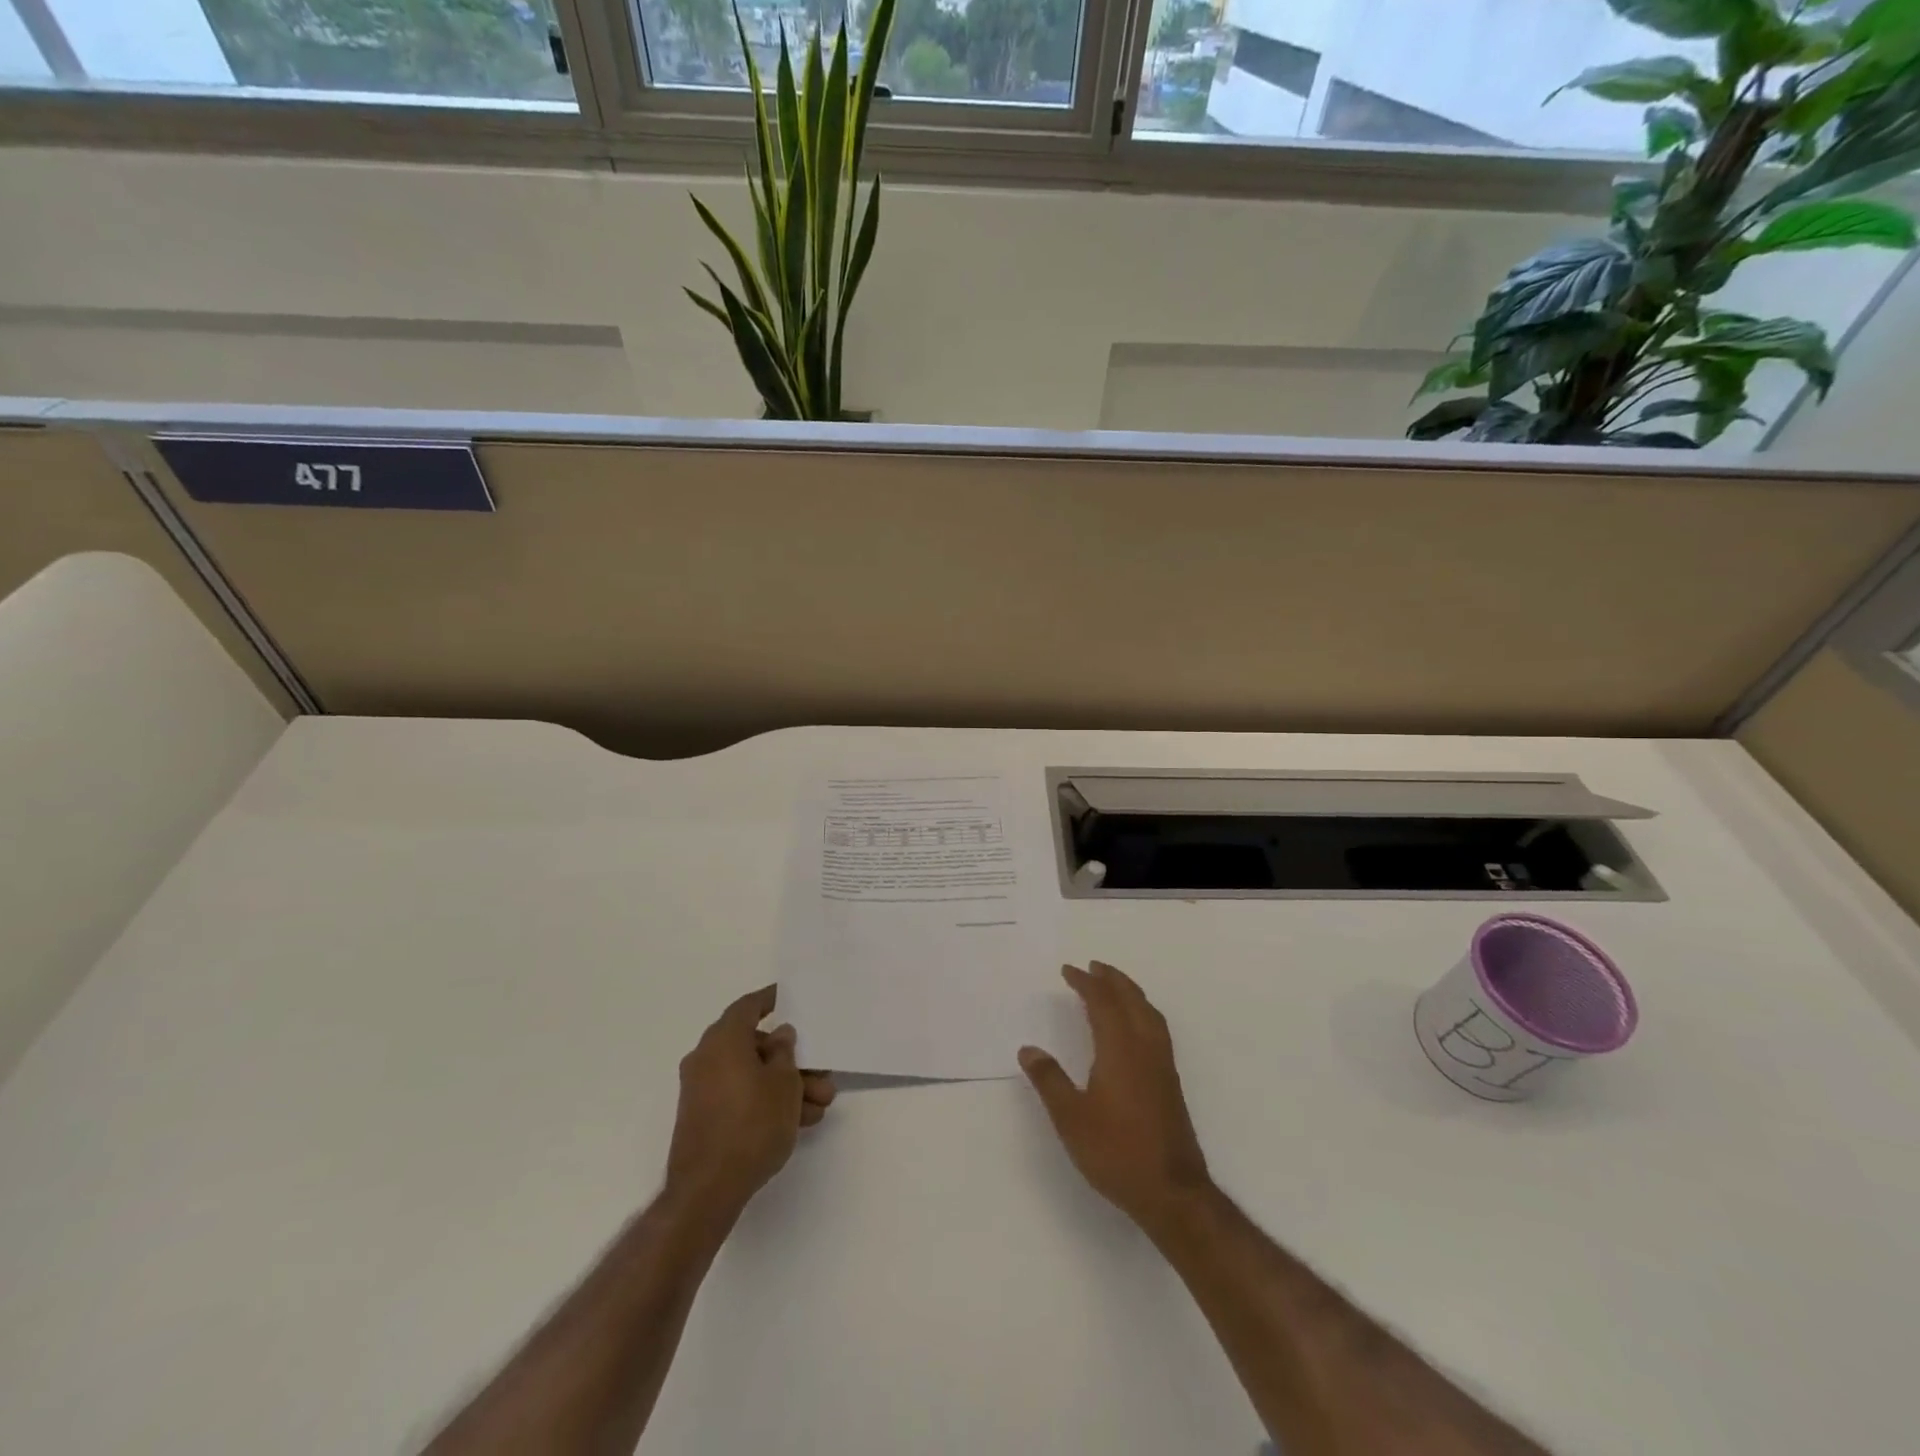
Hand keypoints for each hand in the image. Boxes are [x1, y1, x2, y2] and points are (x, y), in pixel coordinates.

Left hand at [665, 985, 835, 1220]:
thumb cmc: (751, 1124)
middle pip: (755, 1046)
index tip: (789, 996)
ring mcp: (703, 1090)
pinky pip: (741, 1097)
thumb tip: (779, 1036)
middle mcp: (707, 1058)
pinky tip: (800, 1121)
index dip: (770, 999)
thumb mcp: (784, 1084)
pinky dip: (767, 1102)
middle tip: (821, 1074)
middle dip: (792, 1060)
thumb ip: (785, 1053)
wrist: (708, 1190)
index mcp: (723, 1040)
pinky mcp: (704, 1117)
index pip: (748, 1007)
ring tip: (819, 1106)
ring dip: (786, 1087)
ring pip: (752, 1075)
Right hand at [1020, 962, 1211, 1235]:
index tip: (1068, 970)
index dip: (1085, 983)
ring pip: (1148, 1012)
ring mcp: (1162, 1064)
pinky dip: (1142, 1011)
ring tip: (1113, 986)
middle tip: (1093, 966)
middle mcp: (1145, 1047)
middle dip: (1111, 979)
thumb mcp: (1071, 1118)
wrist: (1172, 1191)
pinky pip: (1156, 1027)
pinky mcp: (1170, 1081)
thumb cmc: (1117, 1152)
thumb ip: (1049, 1080)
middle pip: (1131, 999)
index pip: (1103, 1002)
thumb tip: (1029, 1049)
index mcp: (1120, 1048)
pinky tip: (1134, 1025)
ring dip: (1130, 992)